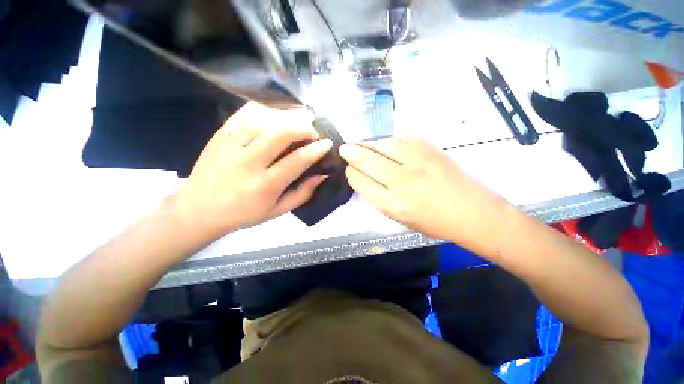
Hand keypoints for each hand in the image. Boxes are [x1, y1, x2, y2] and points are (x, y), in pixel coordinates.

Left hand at [174, 102, 331, 237]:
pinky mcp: (221, 135)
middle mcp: (249, 162)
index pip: (298, 161)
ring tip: (300, 118)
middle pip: (282, 133)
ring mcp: (232, 145)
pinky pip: (246, 113)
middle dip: (304, 128)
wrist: (199, 209)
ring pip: (265, 119)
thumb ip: (303, 194)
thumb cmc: (244, 214)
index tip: (328, 143)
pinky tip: (278, 112)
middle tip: (313, 131)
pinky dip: (266, 108)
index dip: (316, 150)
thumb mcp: (278, 211)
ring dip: (288, 116)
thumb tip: (322, 175)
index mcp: (265, 185)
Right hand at [339, 137, 511, 249]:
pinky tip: (385, 143)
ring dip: (368, 143)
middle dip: (352, 153)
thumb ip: (378, 197)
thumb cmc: (432, 221)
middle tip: (345, 149)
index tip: (350, 170)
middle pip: (367, 160)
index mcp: (392, 204)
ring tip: (361, 144)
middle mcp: (402, 181)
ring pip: (382, 145)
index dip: (351, 173)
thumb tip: (363, 176)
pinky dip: (388, 139)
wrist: (472, 212)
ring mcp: (418, 162)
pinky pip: (401, 138)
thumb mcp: (399, 218)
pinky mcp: (430, 149)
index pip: (360, 181)